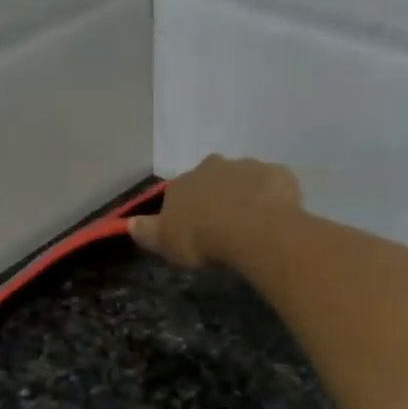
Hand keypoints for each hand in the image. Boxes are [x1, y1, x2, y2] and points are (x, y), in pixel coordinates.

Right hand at [128, 154, 302, 269]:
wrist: (252, 228)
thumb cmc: (202, 238)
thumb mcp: (165, 242)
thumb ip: (147, 232)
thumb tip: (129, 223)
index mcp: (184, 182)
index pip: (179, 193)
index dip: (186, 211)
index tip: (193, 231)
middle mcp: (214, 166)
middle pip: (212, 180)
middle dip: (216, 197)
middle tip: (223, 227)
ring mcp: (248, 166)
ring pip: (244, 180)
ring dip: (245, 197)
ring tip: (251, 226)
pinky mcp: (278, 174)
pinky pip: (273, 186)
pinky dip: (272, 199)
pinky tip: (274, 219)